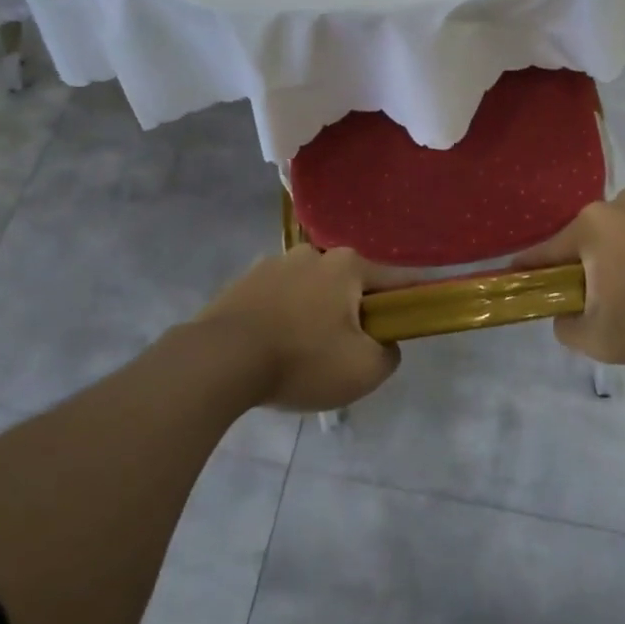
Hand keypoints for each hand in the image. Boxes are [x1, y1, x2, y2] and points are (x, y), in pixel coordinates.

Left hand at [195, 246, 402, 411]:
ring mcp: (274, 263)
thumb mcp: (364, 370)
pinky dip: (282, 318)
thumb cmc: (302, 359)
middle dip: (351, 313)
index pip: (393, 280)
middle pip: (348, 285)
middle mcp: (314, 253)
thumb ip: (389, 354)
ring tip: (300, 355)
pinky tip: (271, 350)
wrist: (219, 361)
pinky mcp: (243, 282)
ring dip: (313, 314)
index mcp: (347, 265)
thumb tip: (384, 342)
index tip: (402, 327)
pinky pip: (277, 299)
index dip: (405, 303)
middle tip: (343, 352)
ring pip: (310, 291)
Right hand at [514, 189, 624, 368]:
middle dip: (594, 264)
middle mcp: (621, 202)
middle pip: (593, 237)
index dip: (532, 267)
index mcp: (591, 228)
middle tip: (609, 298)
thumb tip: (563, 316)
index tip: (519, 276)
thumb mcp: (605, 341)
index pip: (548, 250)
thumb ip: (569, 330)